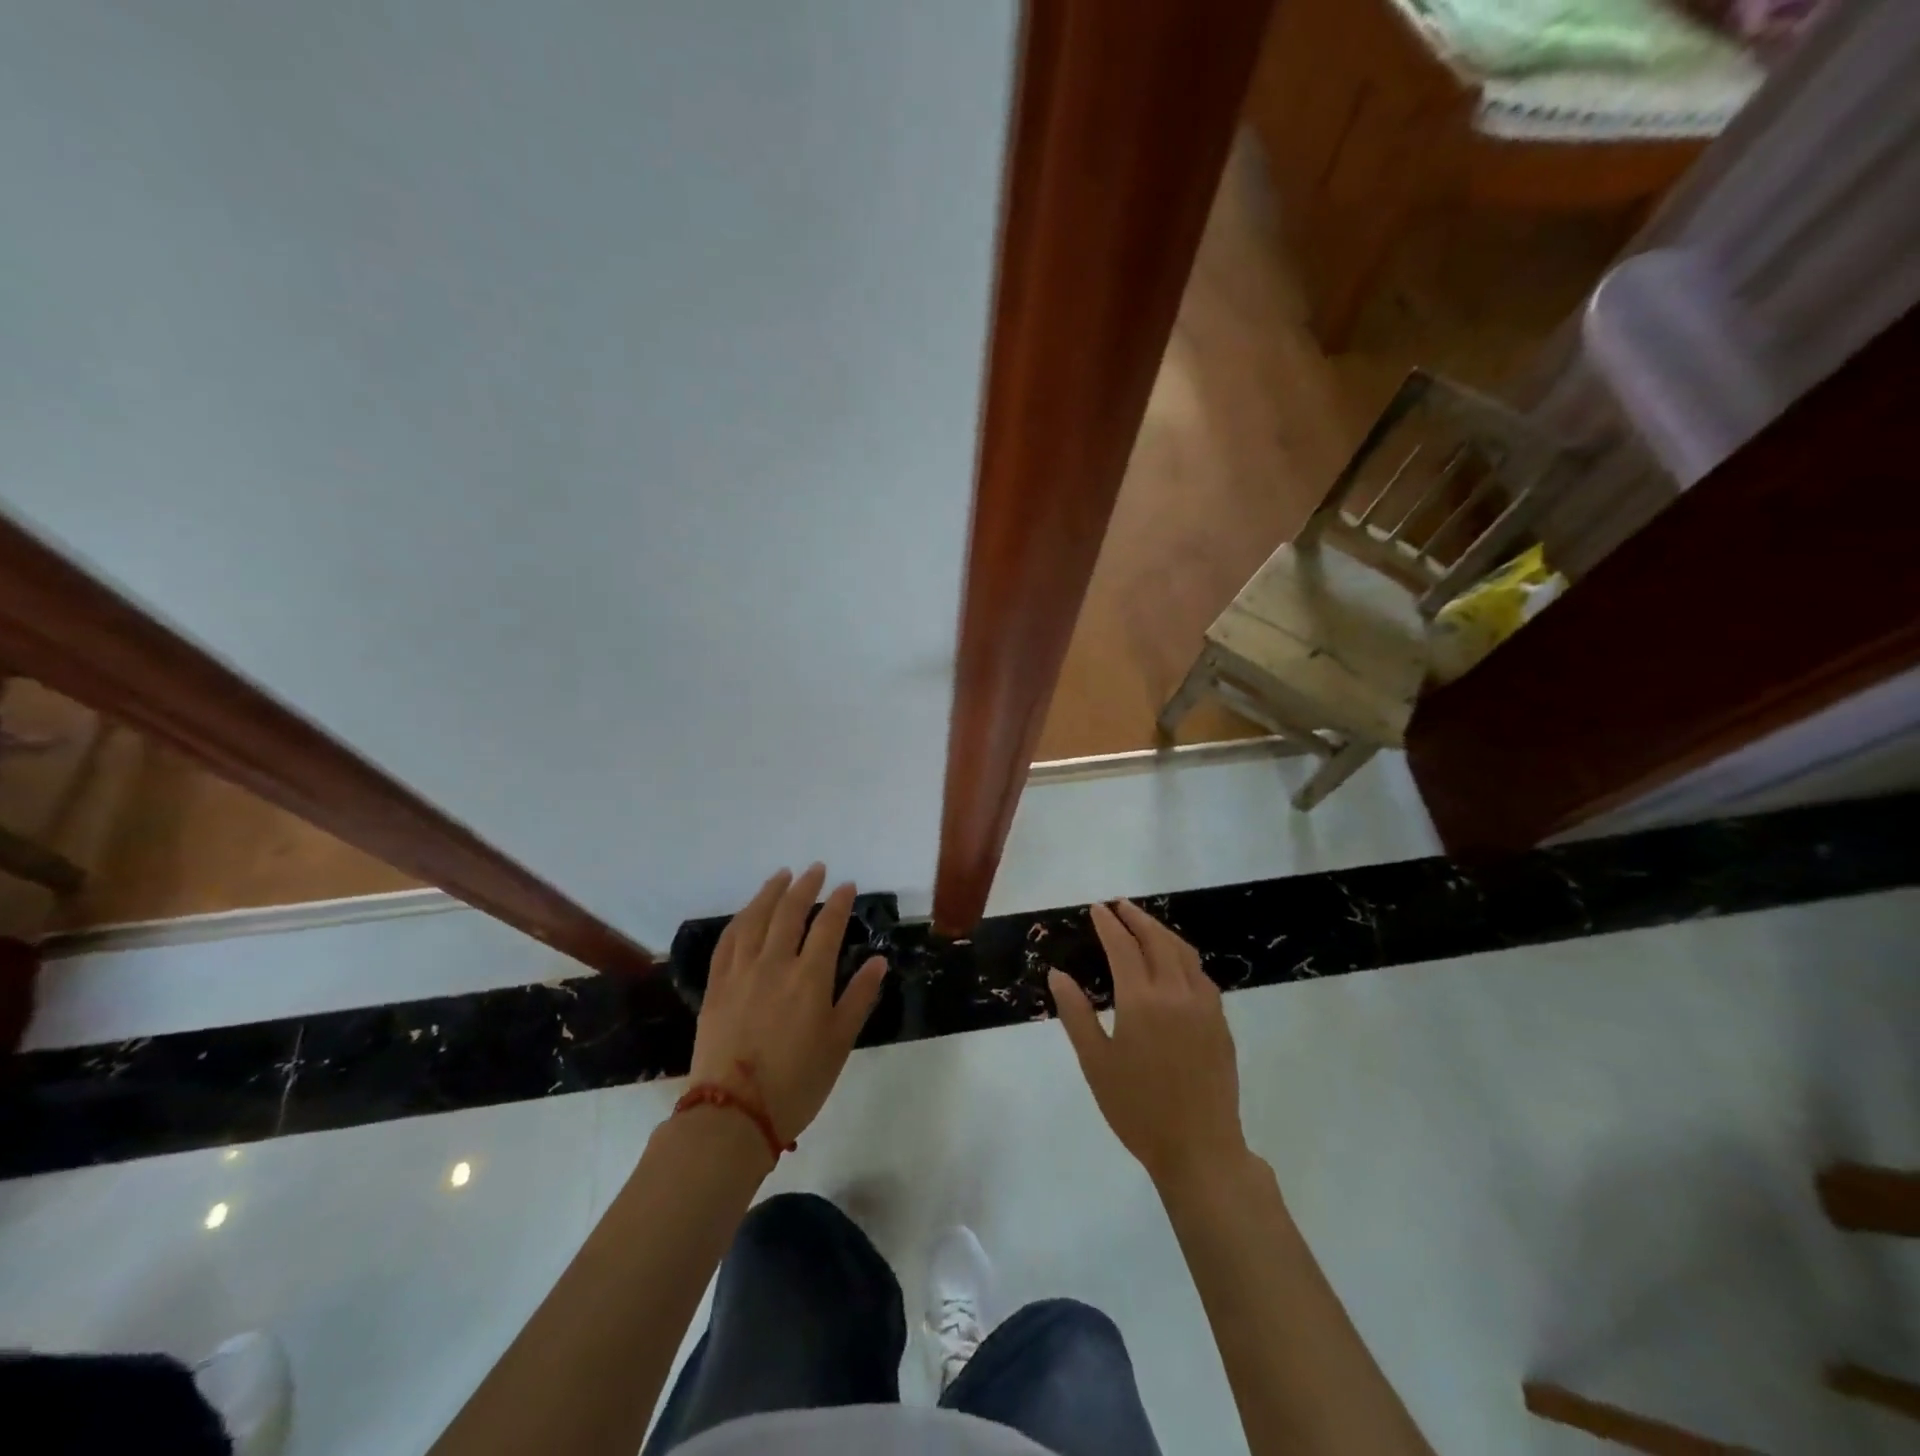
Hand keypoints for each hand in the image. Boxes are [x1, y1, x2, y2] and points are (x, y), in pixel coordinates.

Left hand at [689, 864, 887, 1147]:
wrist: (733, 1115)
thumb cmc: (797, 1083)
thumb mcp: (839, 1043)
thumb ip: (858, 997)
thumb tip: (878, 961)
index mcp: (809, 979)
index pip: (827, 926)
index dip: (839, 902)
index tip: (847, 885)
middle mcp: (774, 965)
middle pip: (789, 912)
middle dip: (805, 886)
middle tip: (816, 869)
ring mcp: (740, 973)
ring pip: (755, 919)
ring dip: (770, 892)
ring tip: (781, 876)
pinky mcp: (716, 986)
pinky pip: (727, 941)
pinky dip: (740, 919)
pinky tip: (747, 913)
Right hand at [1050, 900, 1246, 1190]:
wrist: (1199, 1149)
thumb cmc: (1137, 1109)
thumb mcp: (1095, 1063)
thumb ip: (1076, 1013)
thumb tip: (1058, 973)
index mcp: (1142, 1001)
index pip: (1123, 947)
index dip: (1108, 924)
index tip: (1096, 909)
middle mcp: (1176, 993)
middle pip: (1157, 940)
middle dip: (1136, 918)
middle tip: (1119, 906)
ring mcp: (1204, 1006)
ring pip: (1184, 952)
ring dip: (1162, 932)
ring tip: (1145, 925)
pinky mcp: (1221, 1022)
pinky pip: (1201, 974)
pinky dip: (1183, 956)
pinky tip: (1175, 964)